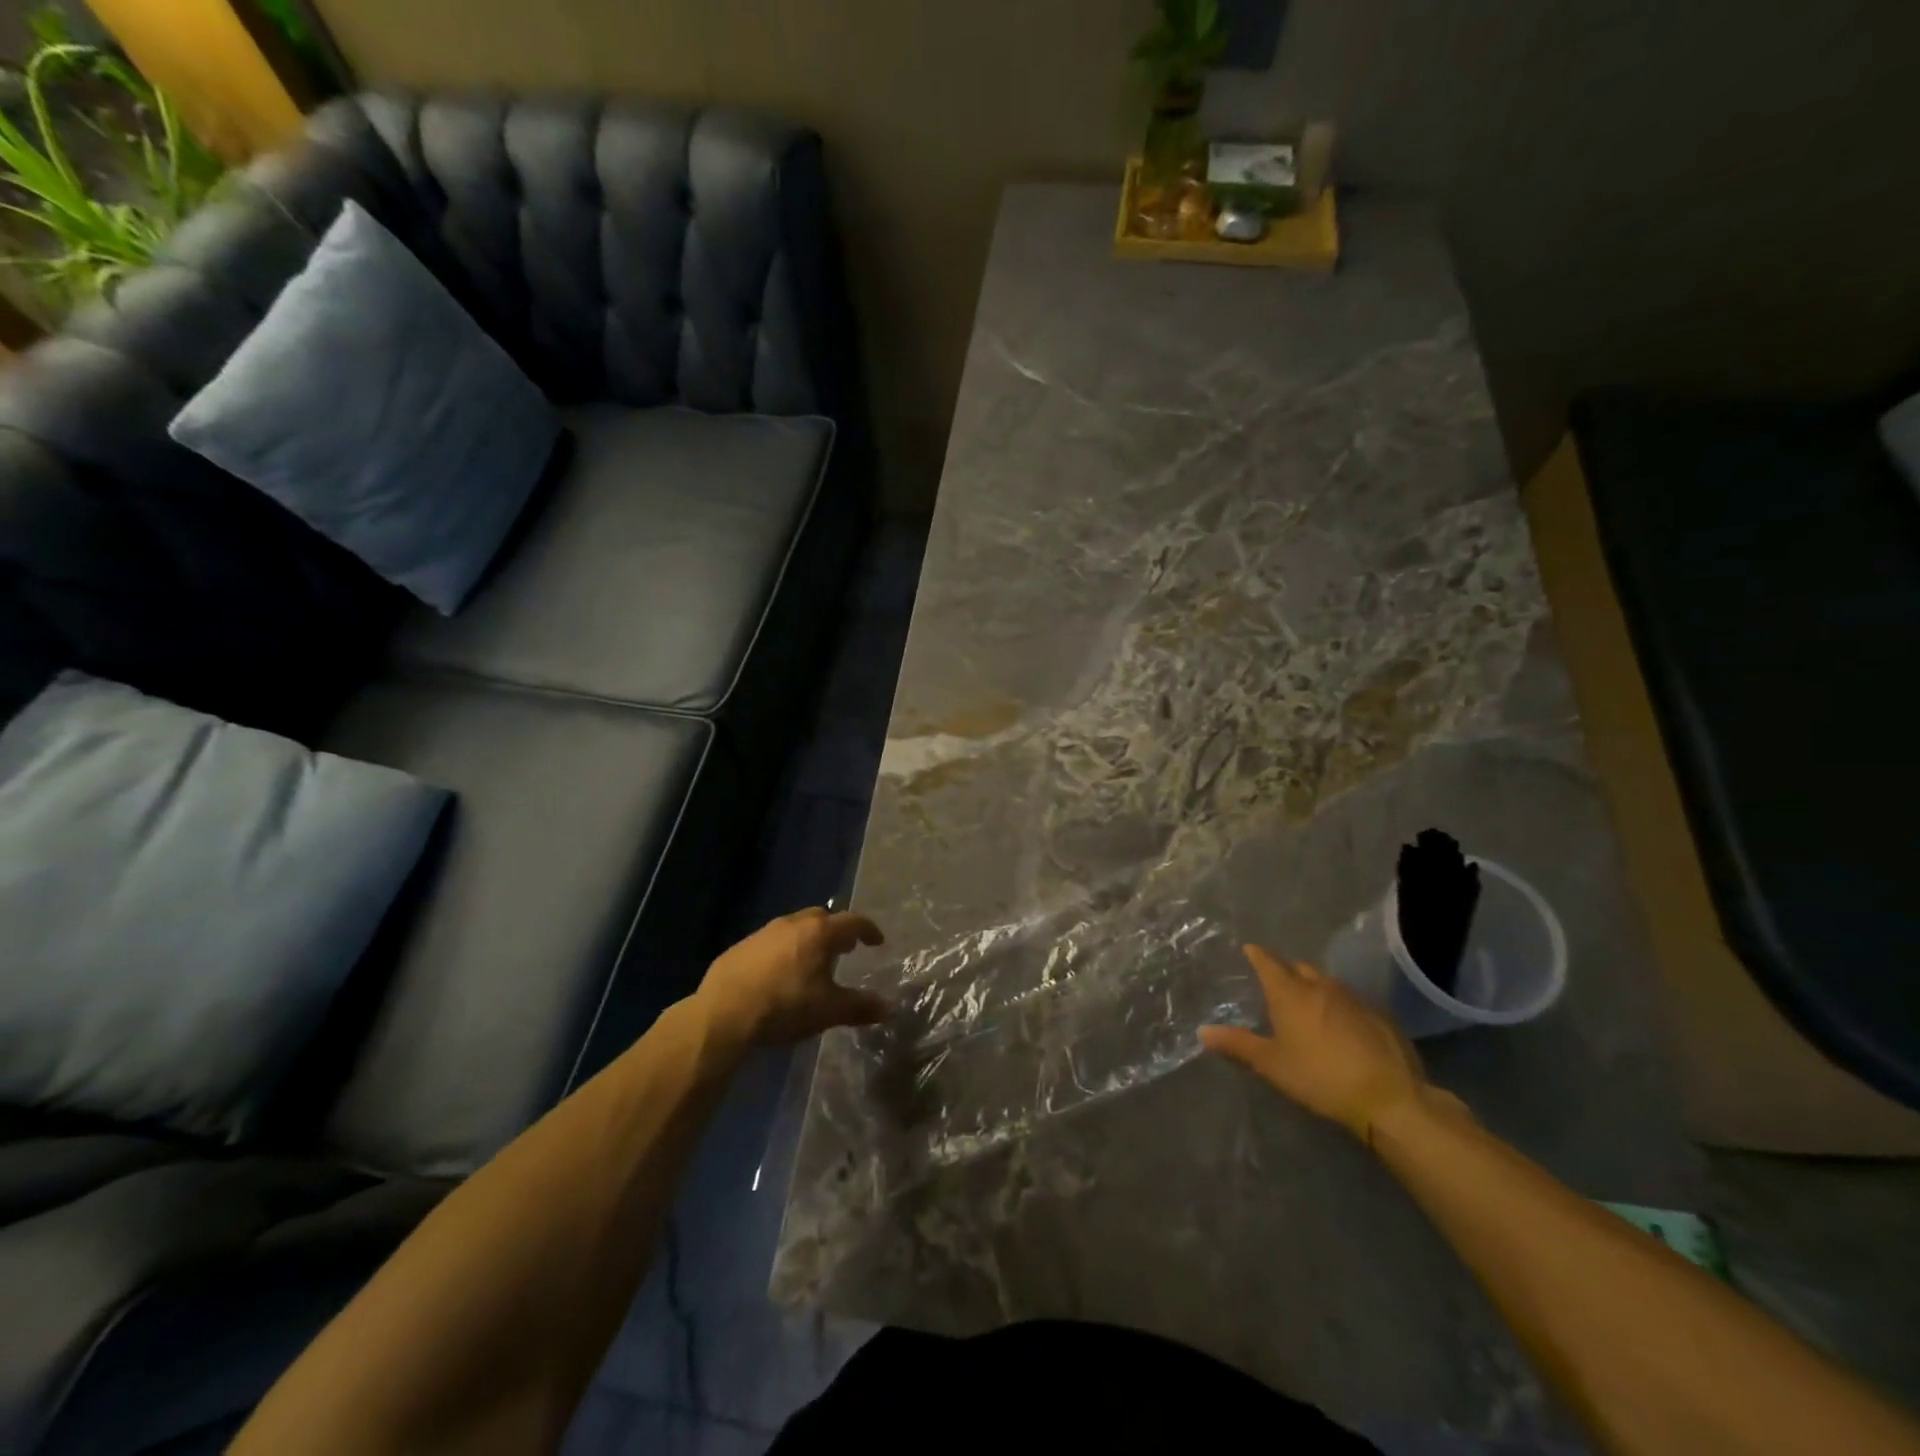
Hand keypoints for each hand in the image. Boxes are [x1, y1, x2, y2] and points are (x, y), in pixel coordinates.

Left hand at [694, 908, 888, 1047]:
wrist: (723, 1014)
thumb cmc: (785, 1006)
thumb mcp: (829, 1011)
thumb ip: (860, 1007)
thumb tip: (888, 1008)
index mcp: (819, 933)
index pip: (852, 922)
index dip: (868, 930)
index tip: (877, 941)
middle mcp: (792, 924)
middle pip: (821, 917)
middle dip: (836, 930)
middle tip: (845, 948)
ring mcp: (763, 933)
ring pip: (794, 927)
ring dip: (808, 939)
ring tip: (812, 961)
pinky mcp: (740, 947)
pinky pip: (771, 942)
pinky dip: (783, 951)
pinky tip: (780, 973)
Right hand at [1200, 945, 1432, 1142]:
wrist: (1389, 1098)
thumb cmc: (1319, 1077)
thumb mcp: (1272, 1065)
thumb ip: (1238, 1044)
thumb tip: (1202, 1031)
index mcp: (1291, 994)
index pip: (1268, 963)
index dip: (1257, 955)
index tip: (1250, 949)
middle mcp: (1321, 987)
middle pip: (1300, 968)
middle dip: (1287, 971)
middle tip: (1278, 982)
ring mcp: (1354, 999)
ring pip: (1328, 983)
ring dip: (1315, 988)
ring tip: (1309, 1004)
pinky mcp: (1380, 1016)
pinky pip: (1352, 1002)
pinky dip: (1340, 1007)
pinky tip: (1342, 1027)